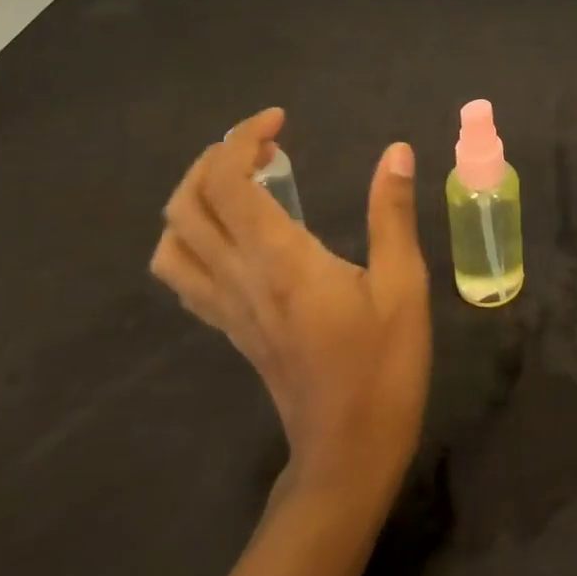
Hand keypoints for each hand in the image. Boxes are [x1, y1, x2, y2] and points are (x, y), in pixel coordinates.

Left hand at [151, 109, 431, 499]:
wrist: (347, 454)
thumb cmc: (383, 367)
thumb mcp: (403, 285)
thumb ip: (393, 214)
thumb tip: (395, 151)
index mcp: (279, 261)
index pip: (229, 184)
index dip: (243, 139)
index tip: (279, 121)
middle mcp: (239, 279)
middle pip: (187, 204)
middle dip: (213, 157)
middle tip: (262, 143)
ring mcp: (227, 307)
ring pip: (173, 241)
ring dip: (194, 196)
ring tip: (241, 178)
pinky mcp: (230, 327)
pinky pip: (184, 273)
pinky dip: (193, 234)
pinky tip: (235, 230)